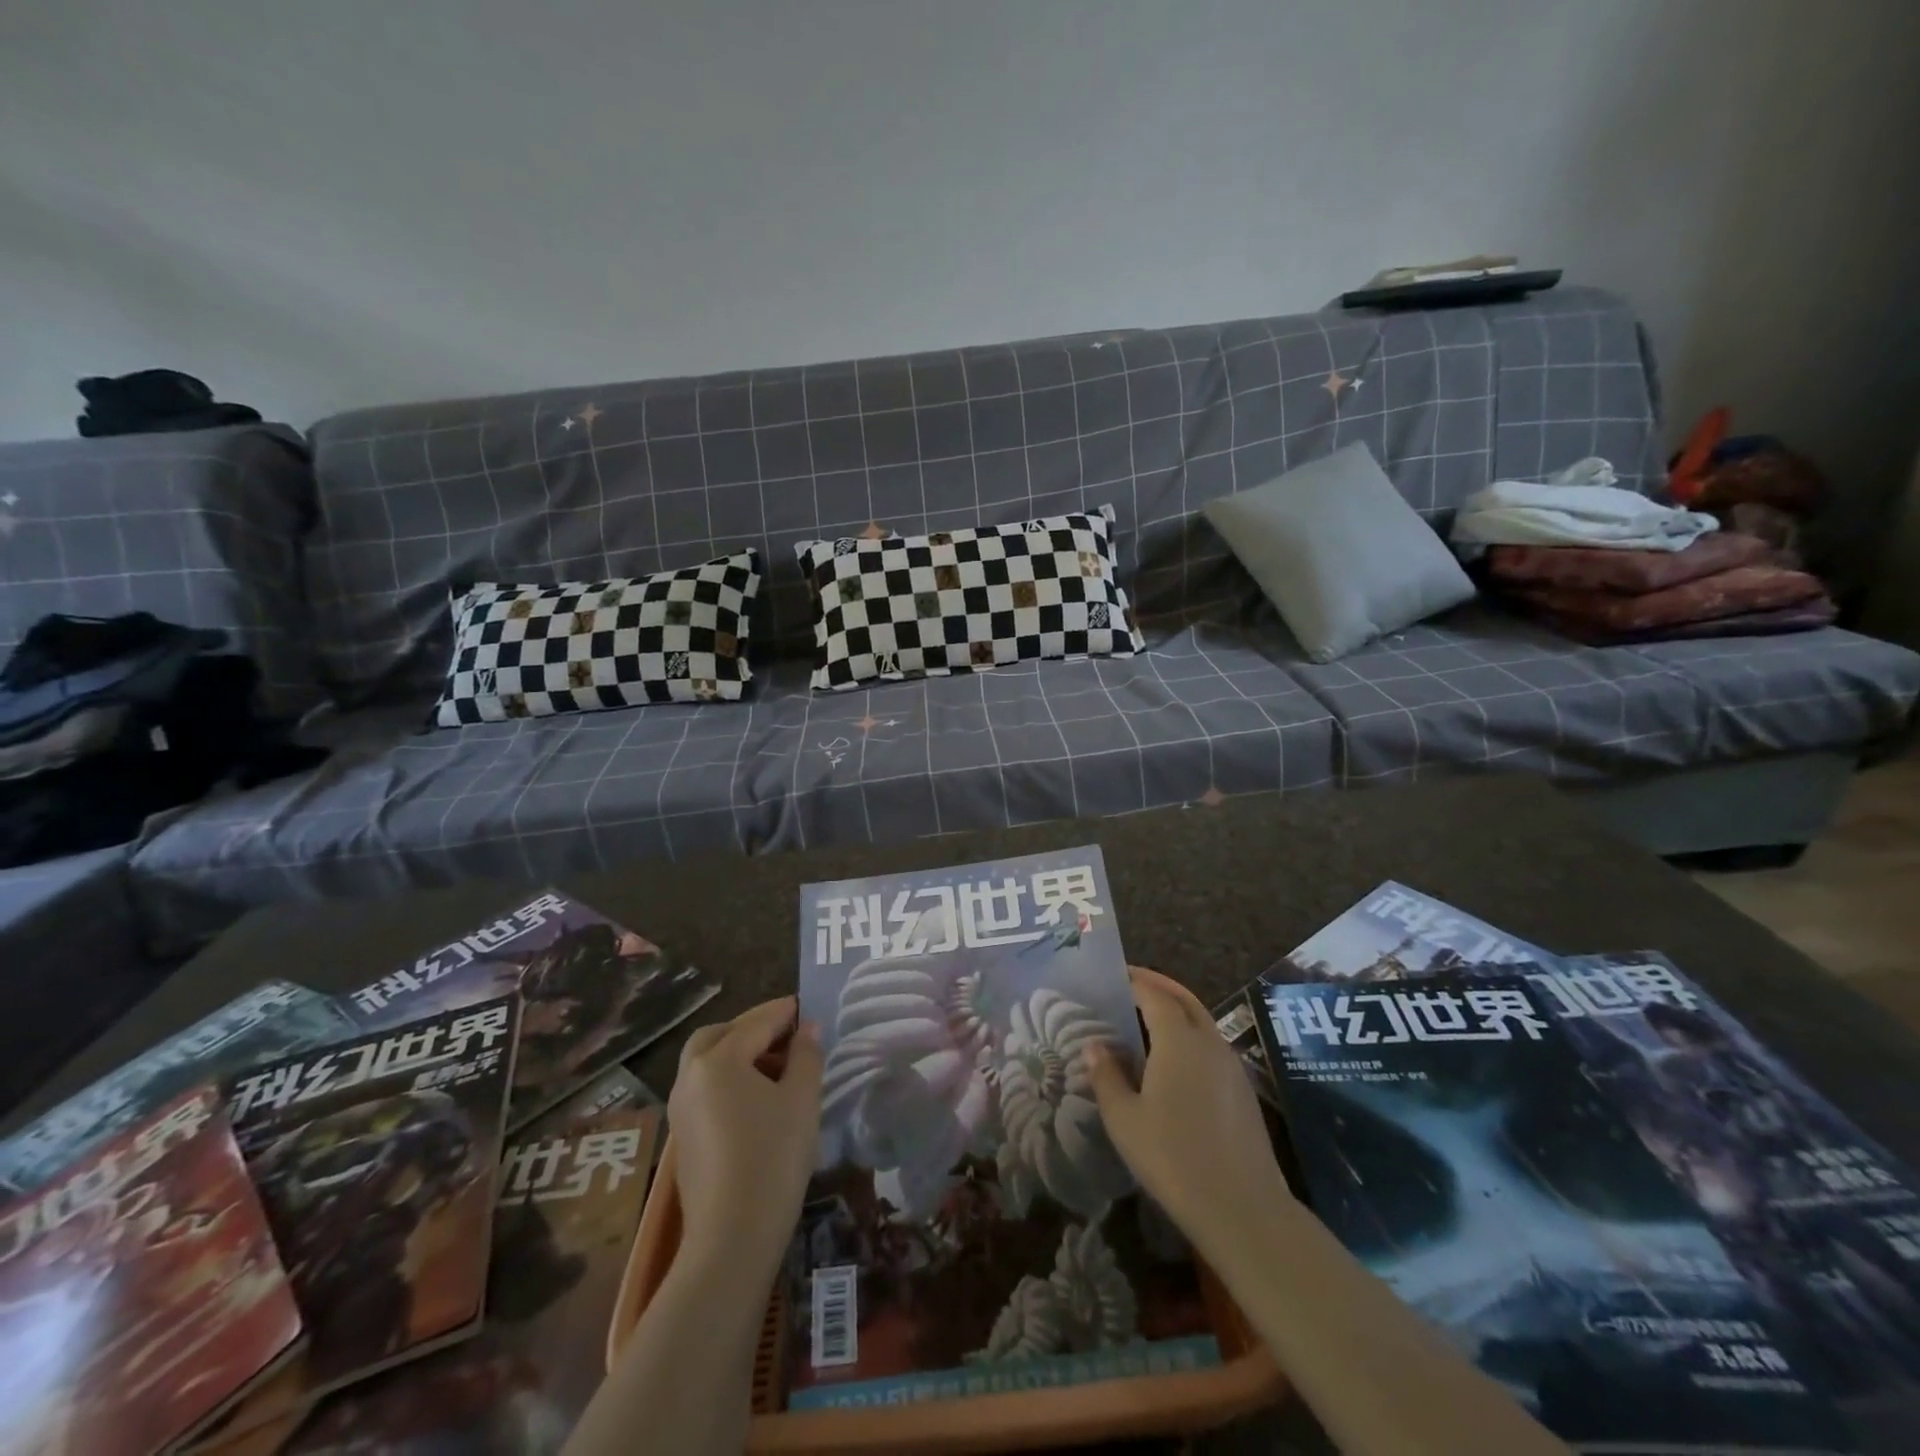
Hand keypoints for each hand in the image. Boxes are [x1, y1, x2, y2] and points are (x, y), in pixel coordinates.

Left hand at [668, 997, 822, 1267]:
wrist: (731, 1238)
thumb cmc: (773, 1157)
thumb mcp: (802, 1099)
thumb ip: (806, 1056)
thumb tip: (807, 1030)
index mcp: (718, 1060)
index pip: (757, 1022)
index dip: (786, 1012)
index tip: (807, 1006)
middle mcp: (691, 1076)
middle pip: (719, 1035)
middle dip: (752, 1028)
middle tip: (786, 1034)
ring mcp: (681, 1108)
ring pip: (707, 1062)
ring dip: (738, 1053)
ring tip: (777, 1067)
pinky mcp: (684, 1136)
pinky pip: (705, 1088)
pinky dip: (728, 1079)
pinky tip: (757, 1099)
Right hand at [1086, 966, 1293, 1262]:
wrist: (1242, 1208)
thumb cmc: (1172, 1157)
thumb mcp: (1124, 1118)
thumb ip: (1106, 1076)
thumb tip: (1094, 1046)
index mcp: (1178, 1039)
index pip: (1154, 995)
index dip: (1134, 981)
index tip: (1115, 975)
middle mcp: (1209, 1042)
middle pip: (1184, 999)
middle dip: (1159, 986)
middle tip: (1133, 983)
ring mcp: (1231, 1066)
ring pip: (1202, 1022)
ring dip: (1177, 1011)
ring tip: (1148, 1021)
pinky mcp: (1243, 1091)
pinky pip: (1212, 1047)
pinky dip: (1191, 1037)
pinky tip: (1174, 1062)